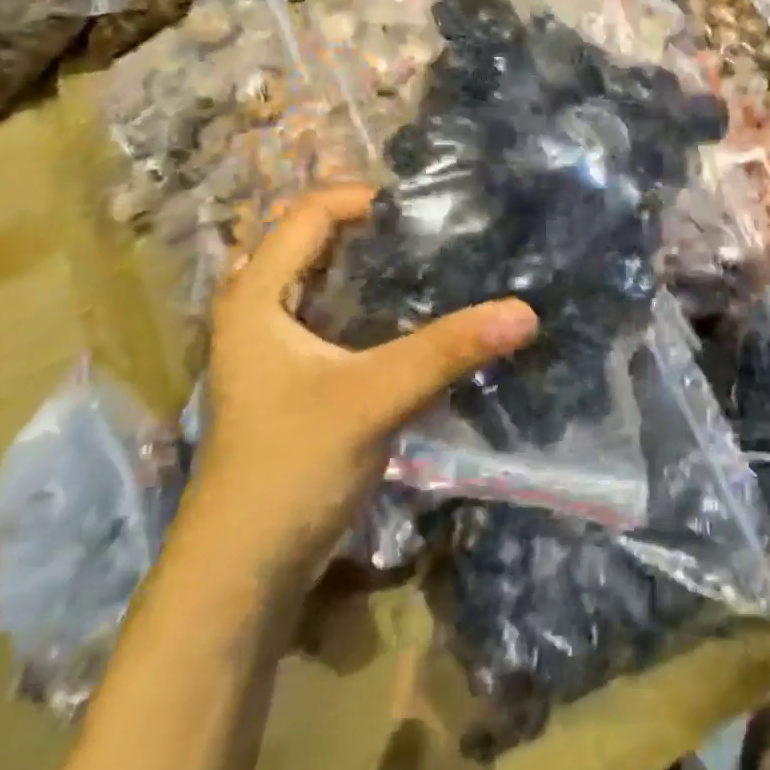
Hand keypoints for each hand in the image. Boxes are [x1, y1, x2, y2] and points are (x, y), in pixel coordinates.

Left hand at [202, 186, 537, 577]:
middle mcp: (261, 310)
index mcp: (256, 295)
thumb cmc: (290, 467)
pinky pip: (343, 320)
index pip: (310, 212)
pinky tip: (426, 318)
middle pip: (321, 242)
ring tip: (445, 264)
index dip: (368, 198)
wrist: (243, 571)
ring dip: (382, 271)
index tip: (432, 209)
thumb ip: (448, 351)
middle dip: (381, 231)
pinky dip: (381, 309)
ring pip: (334, 284)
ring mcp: (278, 347)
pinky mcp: (300, 379)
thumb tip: (526, 312)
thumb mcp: (373, 398)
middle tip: (446, 231)